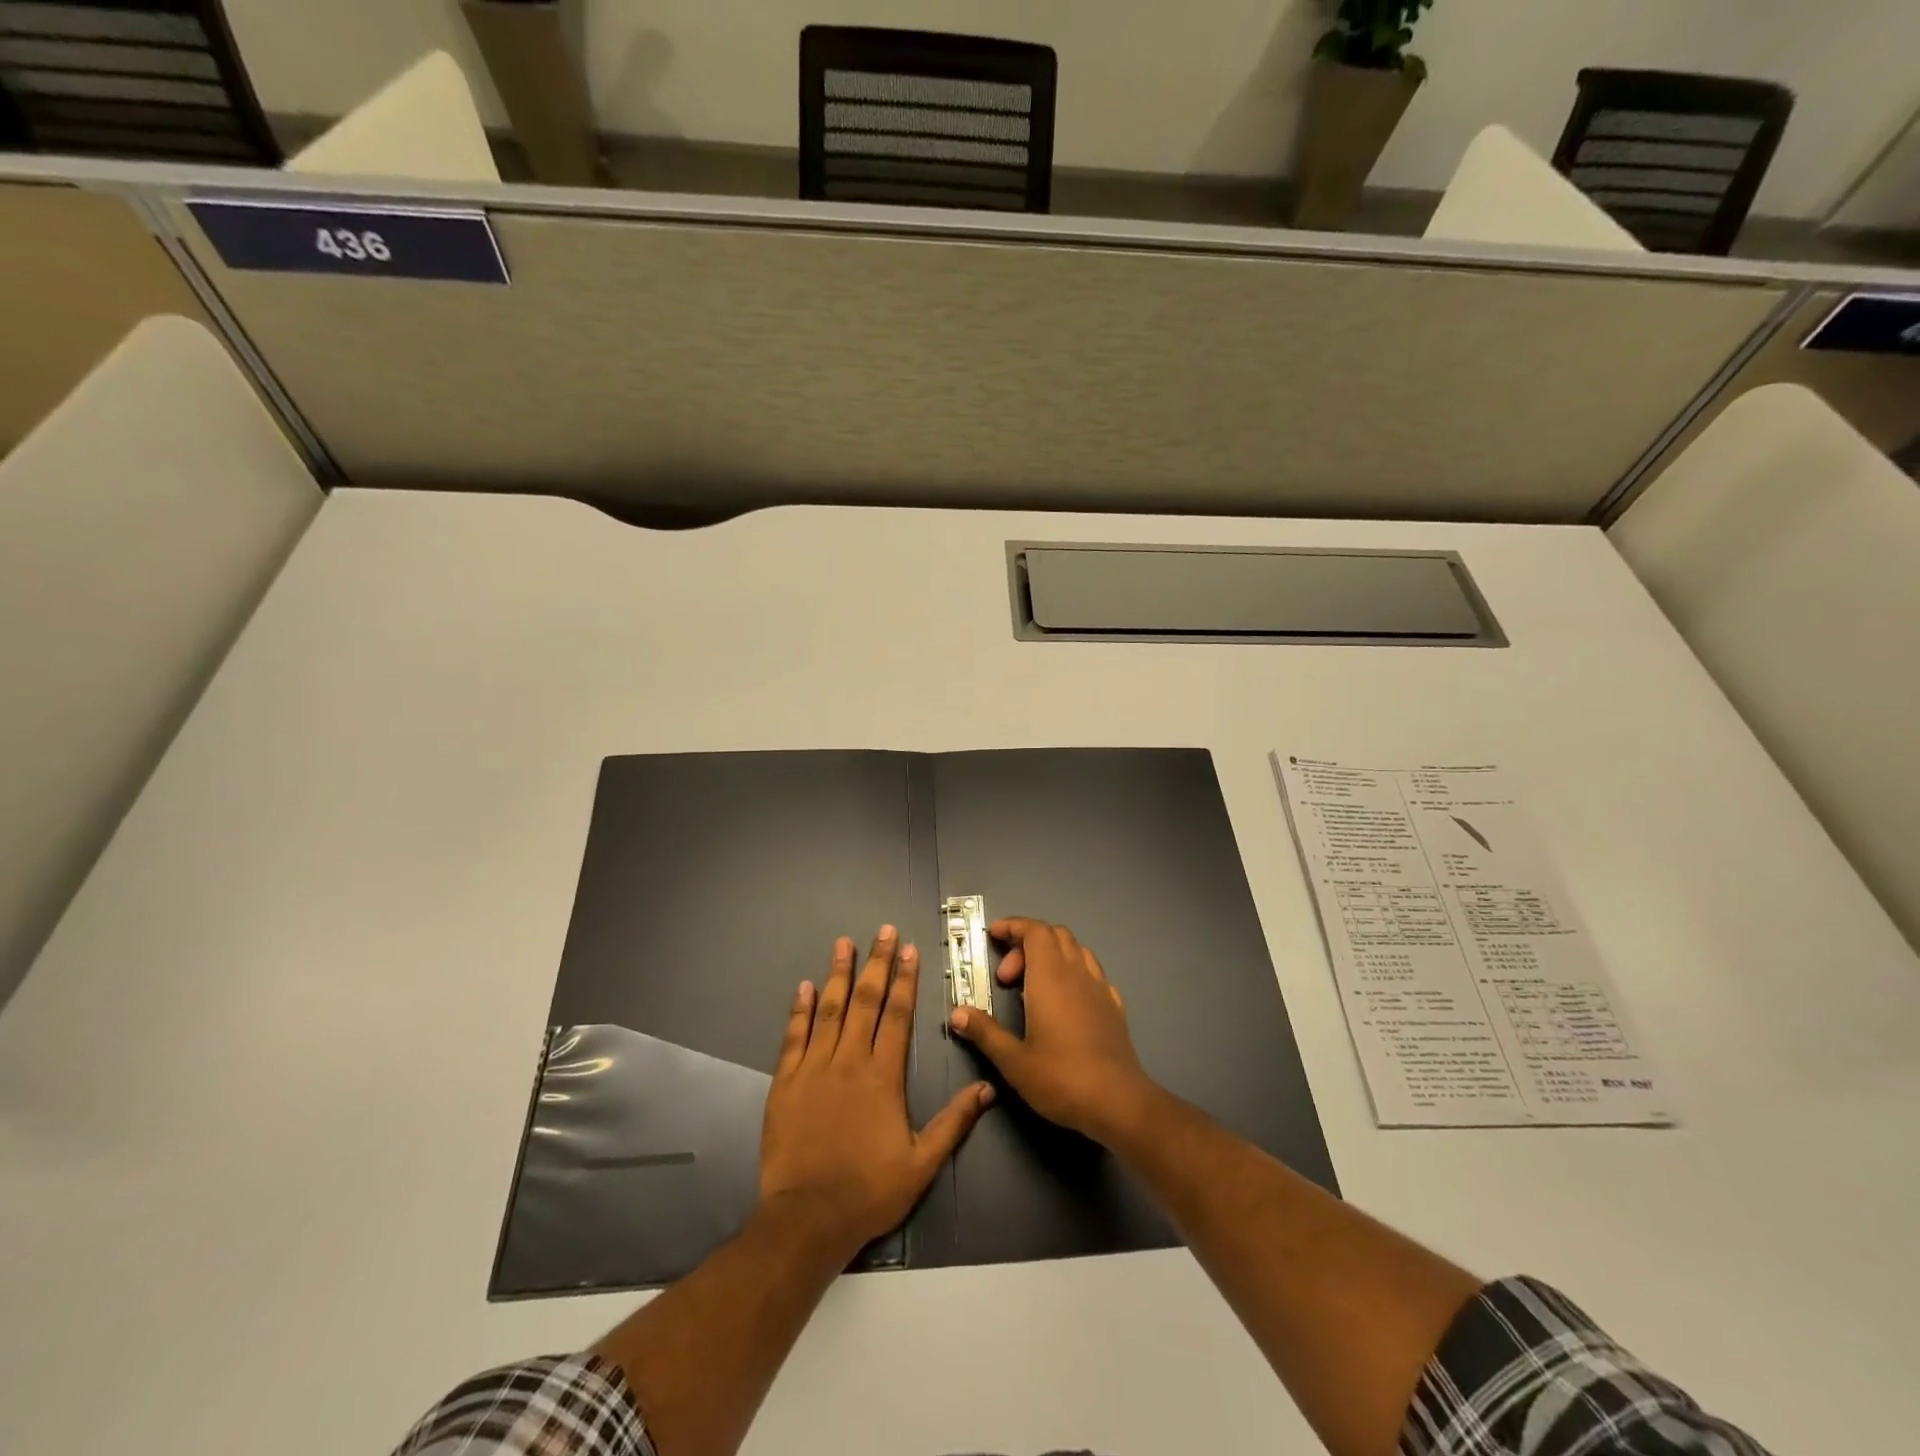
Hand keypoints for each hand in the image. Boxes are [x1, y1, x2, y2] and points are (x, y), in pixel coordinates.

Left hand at [759, 927, 992, 1258]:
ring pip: (829, 1010)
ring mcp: (814, 1068)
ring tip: (843, 943)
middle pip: (866, 1001)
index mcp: (883, 1076)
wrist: (807, 1218)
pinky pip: (794, 1037)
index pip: (897, 1015)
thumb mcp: (921, 1163)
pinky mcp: (786, 1082)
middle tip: (883, 931)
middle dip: (876, 963)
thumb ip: (954, 1122)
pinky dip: (799, 1010)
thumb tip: (987, 1089)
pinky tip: (804, 987)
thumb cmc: (869, 1191)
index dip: (904, 980)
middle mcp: (849, 1061)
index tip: (909, 950)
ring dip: (838, 974)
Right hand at [947, 918, 1155, 1143]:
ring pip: (1076, 950)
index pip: (1034, 931)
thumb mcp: (1013, 1060)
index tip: (993, 936)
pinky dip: (1073, 973)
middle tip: (1006, 978)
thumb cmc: (1061, 1078)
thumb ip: (985, 1032)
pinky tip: (1065, 1002)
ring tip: (1033, 987)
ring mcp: (1100, 987)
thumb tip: (957, 1013)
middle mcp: (1076, 973)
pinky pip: (1091, 973)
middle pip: (1054, 935)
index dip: (1013, 926)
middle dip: (1026, 944)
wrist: (1118, 1103)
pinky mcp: (1114, 1006)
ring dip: (1051, 955)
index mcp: (1050, 977)